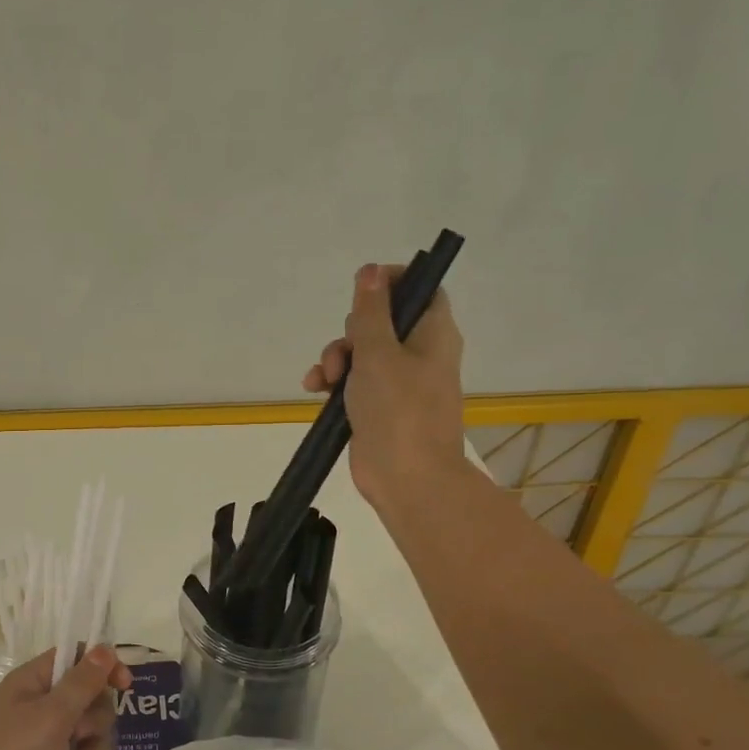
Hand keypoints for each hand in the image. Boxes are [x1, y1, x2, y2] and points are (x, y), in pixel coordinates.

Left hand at [0, 646, 130, 749]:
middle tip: (73, 739)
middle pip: (92, 704)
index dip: (104, 668)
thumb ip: (82, 683)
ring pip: (90, 744)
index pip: (77, 658)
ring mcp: (41, 748)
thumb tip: (105, 648)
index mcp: (32, 683)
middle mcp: (38, 710)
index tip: (125, 686)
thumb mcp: (48, 716)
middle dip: (93, 728)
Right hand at [302, 262, 467, 509]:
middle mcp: (419, 353)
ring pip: (360, 352)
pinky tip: (315, 390)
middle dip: (351, 332)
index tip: (363, 290)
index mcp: (433, 334)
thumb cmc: (399, 410)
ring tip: (326, 379)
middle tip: (346, 352)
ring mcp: (398, 382)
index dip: (392, 283)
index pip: (421, 290)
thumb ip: (370, 312)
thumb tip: (371, 270)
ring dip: (336, 359)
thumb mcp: (378, 353)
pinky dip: (333, 382)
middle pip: (381, 321)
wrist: (407, 478)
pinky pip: (352, 381)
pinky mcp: (377, 406)